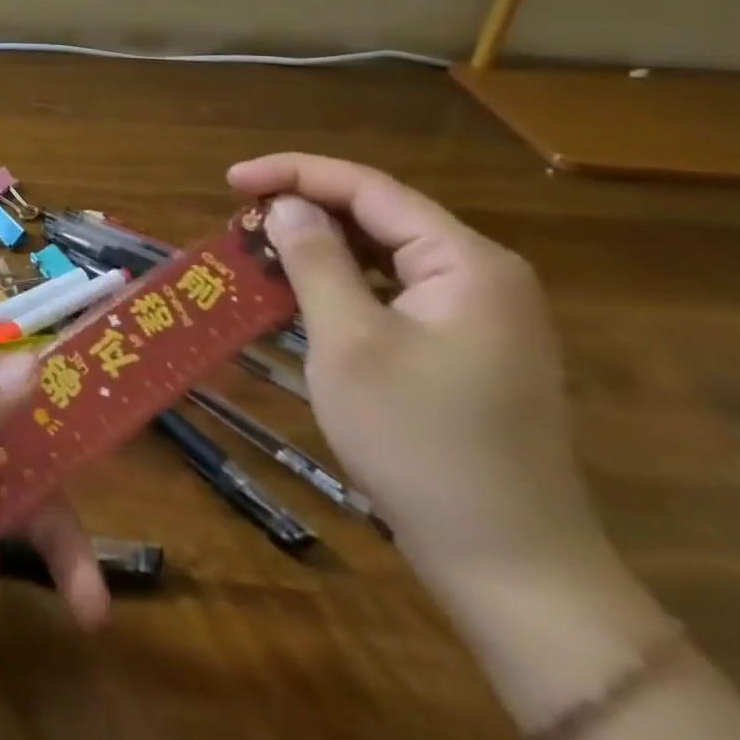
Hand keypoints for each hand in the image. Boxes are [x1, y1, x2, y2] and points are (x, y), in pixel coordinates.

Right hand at [226, 154, 604, 588]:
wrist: (510, 566)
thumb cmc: (419, 442)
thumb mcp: (349, 342)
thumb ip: (315, 260)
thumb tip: (286, 204)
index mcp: (466, 263)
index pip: (368, 188)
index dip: (292, 173)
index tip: (230, 180)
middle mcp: (480, 275)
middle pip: (378, 214)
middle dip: (304, 206)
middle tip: (238, 217)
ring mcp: (478, 314)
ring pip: (383, 251)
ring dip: (318, 244)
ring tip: (258, 248)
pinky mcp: (464, 347)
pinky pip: (393, 289)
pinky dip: (342, 280)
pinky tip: (300, 291)